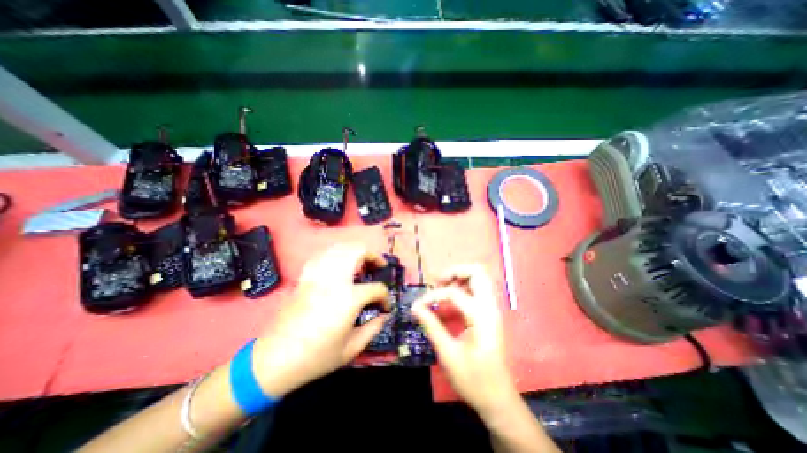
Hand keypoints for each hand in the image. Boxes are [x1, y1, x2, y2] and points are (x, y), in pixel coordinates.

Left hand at [252, 244, 390, 395]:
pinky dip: (335, 254)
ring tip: (361, 262)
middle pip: (358, 252)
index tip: (385, 307)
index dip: (385, 298)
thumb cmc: (316, 357)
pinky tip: (338, 264)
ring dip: (355, 252)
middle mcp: (335, 280)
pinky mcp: (306, 277)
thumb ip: (373, 328)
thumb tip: (383, 316)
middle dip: (373, 256)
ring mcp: (318, 276)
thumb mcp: (351, 349)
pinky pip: (322, 255)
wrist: (275, 360)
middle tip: (378, 266)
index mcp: (349, 298)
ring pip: (340, 248)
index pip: (377, 288)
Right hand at [412, 266, 520, 416]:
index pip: (454, 293)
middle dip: (455, 271)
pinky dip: (464, 286)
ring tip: (442, 287)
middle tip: (438, 282)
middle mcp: (490, 307)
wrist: (498, 399)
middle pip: (477, 272)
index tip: (419, 306)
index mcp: (481, 316)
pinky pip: (479, 289)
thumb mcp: (448, 354)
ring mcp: (492, 309)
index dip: (433, 296)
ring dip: (460, 277)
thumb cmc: (474, 380)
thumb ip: (431, 326)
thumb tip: (415, 307)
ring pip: (480, 278)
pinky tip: (451, 298)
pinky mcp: (490, 314)